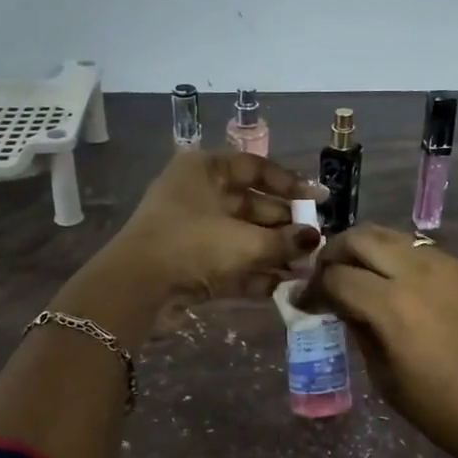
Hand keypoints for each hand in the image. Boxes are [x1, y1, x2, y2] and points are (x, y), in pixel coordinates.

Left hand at [103, 151, 324, 319]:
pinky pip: (229, 263)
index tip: (320, 200)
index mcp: (204, 170)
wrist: (137, 288)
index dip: (290, 184)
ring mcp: (192, 231)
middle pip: (251, 205)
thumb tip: (314, 239)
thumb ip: (284, 240)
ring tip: (307, 266)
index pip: (255, 168)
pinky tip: (284, 284)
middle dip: (285, 224)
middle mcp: (198, 194)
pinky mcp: (189, 264)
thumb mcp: (245, 240)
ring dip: (273, 251)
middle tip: (316, 240)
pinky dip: (254, 272)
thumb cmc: (193, 245)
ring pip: (242, 237)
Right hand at [302, 226, 457, 457]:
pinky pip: (423, 251)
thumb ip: (360, 332)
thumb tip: (344, 308)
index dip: (311, 289)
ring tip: (361, 276)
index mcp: (391, 305)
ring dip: (368, 250)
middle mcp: (417, 272)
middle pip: (361, 237)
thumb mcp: (386, 380)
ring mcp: (448, 266)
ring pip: (393, 236)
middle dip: (335, 253)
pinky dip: (400, 259)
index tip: (303, 302)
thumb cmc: (444, 411)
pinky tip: (401, 286)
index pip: (336, 277)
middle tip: (327, 277)